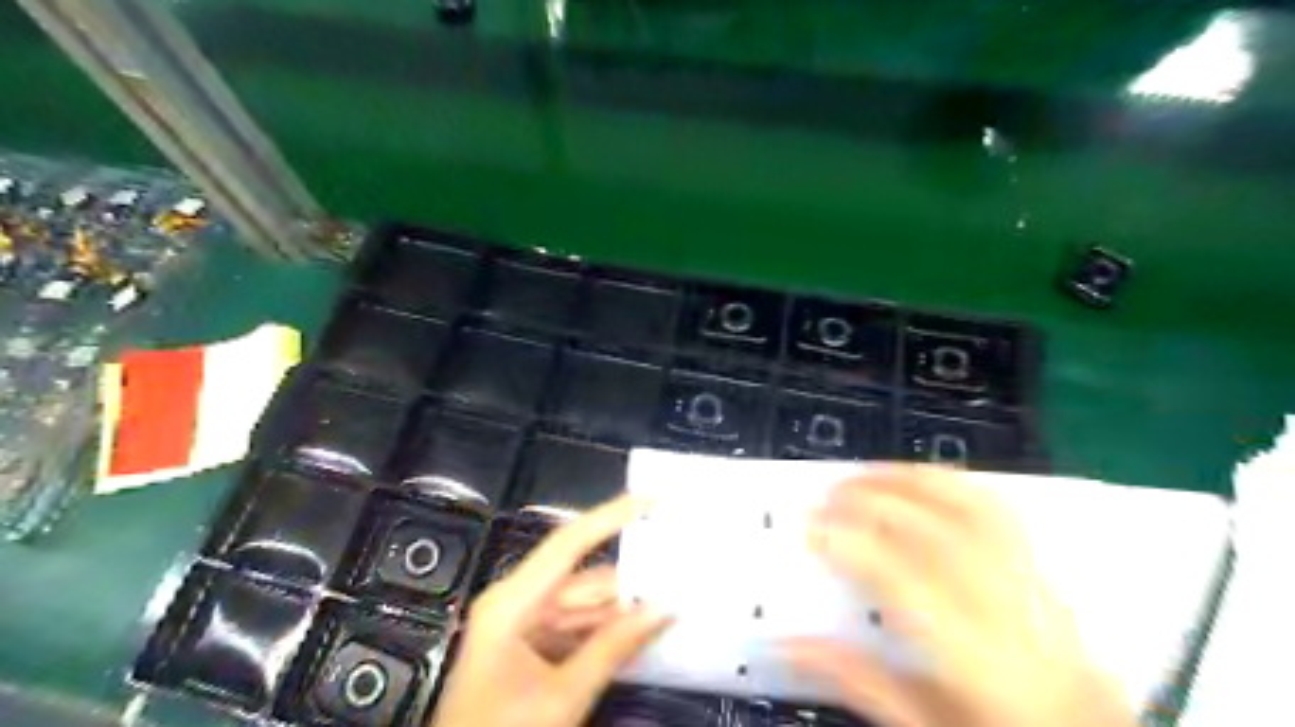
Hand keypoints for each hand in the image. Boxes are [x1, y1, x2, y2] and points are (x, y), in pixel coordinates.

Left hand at [428, 493, 671, 725]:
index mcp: (512, 603)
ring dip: (622, 611)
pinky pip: (576, 630)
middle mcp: (516, 604)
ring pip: (583, 607)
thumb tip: (661, 609)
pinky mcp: (529, 650)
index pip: (568, 543)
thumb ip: (613, 648)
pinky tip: (641, 636)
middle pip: (582, 580)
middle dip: (629, 581)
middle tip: (677, 573)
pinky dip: (606, 633)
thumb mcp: (562, 697)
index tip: (648, 498)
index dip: (610, 516)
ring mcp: (522, 628)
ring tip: (669, 605)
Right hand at [785, 469, 1134, 726]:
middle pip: (944, 536)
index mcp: (979, 665)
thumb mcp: (923, 725)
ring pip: (979, 513)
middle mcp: (1014, 619)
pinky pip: (1004, 516)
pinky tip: (924, 481)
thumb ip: (857, 682)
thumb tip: (788, 646)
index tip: (813, 526)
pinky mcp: (1048, 580)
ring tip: (870, 473)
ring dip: (916, 481)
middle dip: (879, 501)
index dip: (856, 545)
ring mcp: (1039, 592)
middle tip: (830, 492)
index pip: (909, 584)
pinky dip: (957, 487)